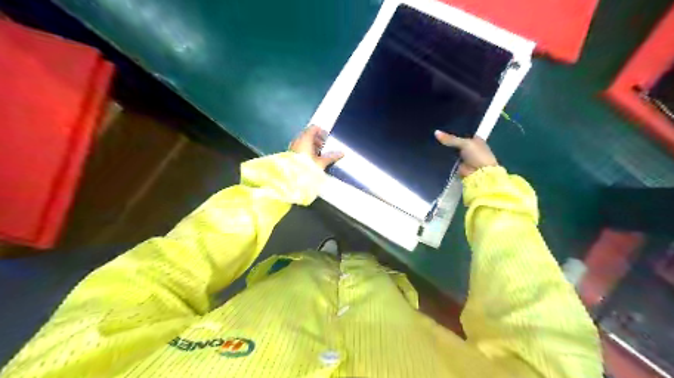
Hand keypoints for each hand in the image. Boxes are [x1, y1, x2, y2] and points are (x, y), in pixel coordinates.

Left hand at [290, 126, 344, 169]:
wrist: (291, 177)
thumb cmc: (307, 167)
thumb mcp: (321, 162)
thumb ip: (331, 156)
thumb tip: (341, 153)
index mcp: (305, 138)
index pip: (314, 128)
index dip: (321, 132)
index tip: (327, 137)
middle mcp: (297, 140)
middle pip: (308, 134)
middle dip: (316, 139)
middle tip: (324, 146)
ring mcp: (292, 147)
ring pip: (303, 141)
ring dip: (311, 146)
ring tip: (318, 154)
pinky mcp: (290, 154)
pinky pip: (299, 148)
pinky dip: (305, 151)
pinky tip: (310, 160)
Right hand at [435, 130, 496, 177]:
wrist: (480, 174)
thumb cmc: (477, 155)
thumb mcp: (465, 143)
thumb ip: (451, 138)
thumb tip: (436, 132)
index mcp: (476, 140)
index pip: (463, 132)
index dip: (454, 130)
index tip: (442, 127)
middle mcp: (470, 148)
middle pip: (456, 142)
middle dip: (447, 140)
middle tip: (434, 135)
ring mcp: (463, 157)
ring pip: (451, 151)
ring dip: (444, 149)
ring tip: (431, 142)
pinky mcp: (457, 165)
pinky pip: (449, 159)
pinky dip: (443, 157)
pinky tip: (434, 153)